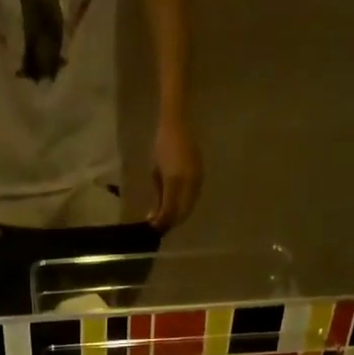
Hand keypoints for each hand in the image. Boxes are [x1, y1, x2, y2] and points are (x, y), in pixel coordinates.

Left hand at [148, 115, 202, 229]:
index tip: (152, 229)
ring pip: (189, 207)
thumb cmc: (161, 147)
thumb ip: (158, 197)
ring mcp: (197, 179)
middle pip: (182, 213)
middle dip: (170, 223)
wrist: (177, 125)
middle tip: (159, 227)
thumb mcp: (156, 174)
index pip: (170, 211)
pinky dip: (184, 207)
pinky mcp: (201, 176)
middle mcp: (189, 182)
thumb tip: (154, 217)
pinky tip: (176, 207)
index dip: (162, 223)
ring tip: (166, 218)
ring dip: (178, 216)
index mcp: (175, 180)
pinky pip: (193, 198)